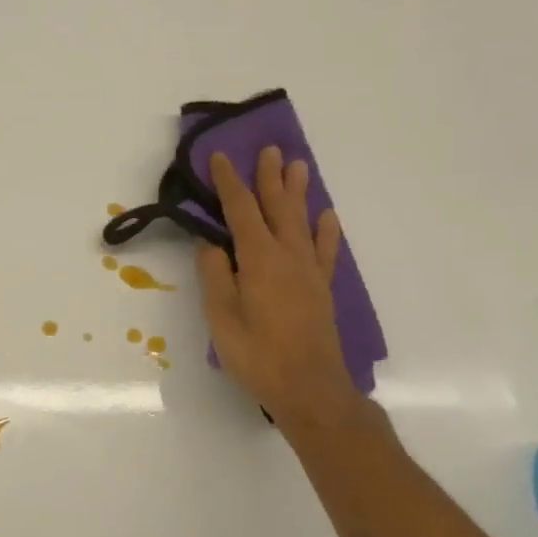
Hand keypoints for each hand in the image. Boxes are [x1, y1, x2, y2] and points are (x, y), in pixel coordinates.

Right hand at [195, 148, 369, 432]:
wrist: (309, 387)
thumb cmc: (257, 354)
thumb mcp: (222, 317)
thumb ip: (215, 276)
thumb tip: (211, 244)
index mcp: (259, 259)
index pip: (240, 211)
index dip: (229, 183)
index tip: (220, 158)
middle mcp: (288, 256)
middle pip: (277, 207)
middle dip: (269, 178)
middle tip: (269, 149)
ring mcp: (309, 271)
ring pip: (302, 221)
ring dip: (297, 192)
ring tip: (298, 166)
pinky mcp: (321, 289)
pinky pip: (326, 250)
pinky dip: (326, 230)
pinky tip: (326, 217)